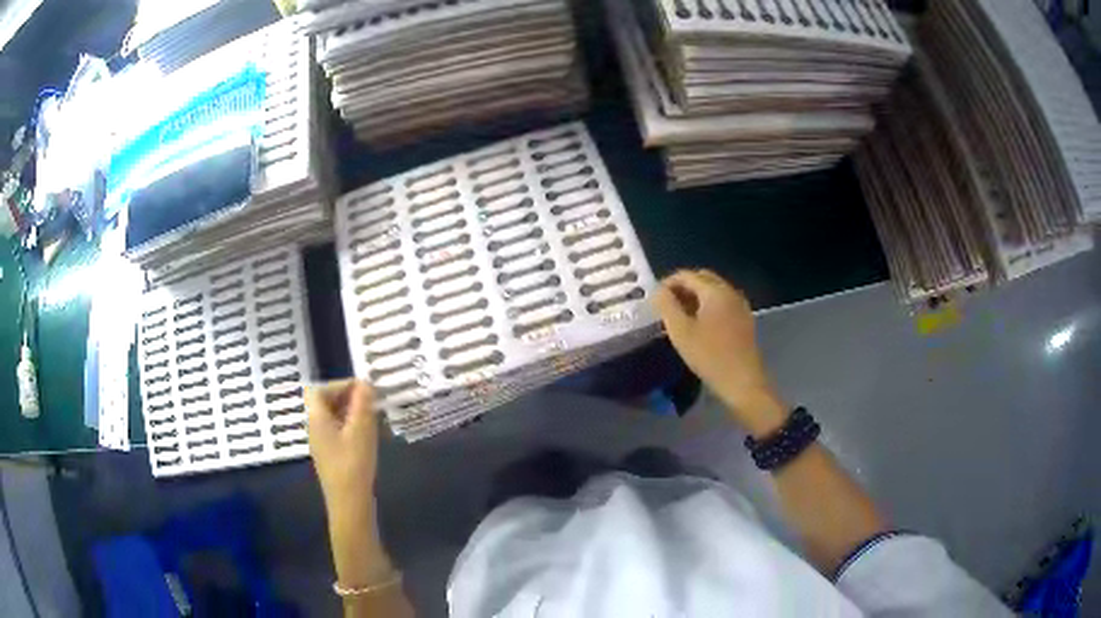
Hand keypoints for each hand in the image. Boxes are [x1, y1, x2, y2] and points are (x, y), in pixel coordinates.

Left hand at [306, 380, 394, 586]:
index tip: (362, 390)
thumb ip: (363, 403)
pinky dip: (353, 428)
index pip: (318, 389)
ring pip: (334, 418)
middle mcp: (315, 428)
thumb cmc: (353, 464)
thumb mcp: (362, 430)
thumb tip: (365, 382)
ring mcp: (322, 444)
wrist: (349, 505)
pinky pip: (339, 433)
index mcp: (316, 418)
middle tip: (372, 402)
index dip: (339, 385)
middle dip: (349, 398)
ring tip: (375, 418)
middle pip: (325, 403)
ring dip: (353, 414)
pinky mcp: (332, 457)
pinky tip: (372, 437)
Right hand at [653, 270, 787, 436]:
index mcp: (715, 291)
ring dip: (696, 297)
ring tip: (680, 315)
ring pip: (714, 291)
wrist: (742, 381)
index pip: (687, 275)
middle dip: (683, 287)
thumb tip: (658, 291)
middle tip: (666, 305)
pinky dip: (708, 306)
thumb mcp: (680, 331)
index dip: (668, 283)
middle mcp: (730, 292)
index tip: (654, 299)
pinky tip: (700, 325)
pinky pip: (723, 303)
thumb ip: (666, 306)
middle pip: (703, 279)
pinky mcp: (744, 319)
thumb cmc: (709, 355)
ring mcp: (740, 305)